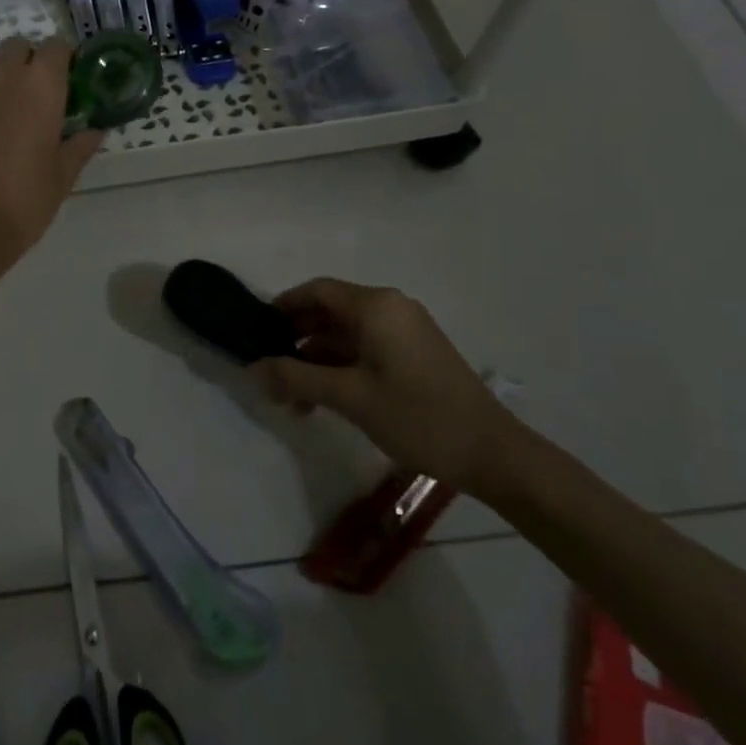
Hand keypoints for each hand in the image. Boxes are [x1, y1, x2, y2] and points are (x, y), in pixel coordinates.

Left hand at [0, 38, 100, 281]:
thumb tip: (95, 130)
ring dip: (11, 82)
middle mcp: (4, 82)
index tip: (76, 80)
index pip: (55, 47)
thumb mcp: (62, 176)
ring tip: (26, 119)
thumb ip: (80, 146)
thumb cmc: (24, 201)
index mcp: (39, 88)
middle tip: (49, 95)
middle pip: (18, 48)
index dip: (66, 58)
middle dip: (34, 61)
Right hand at [255, 278, 518, 491]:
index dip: (283, 307)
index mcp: (376, 307)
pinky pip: (366, 351)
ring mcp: (405, 332)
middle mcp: (391, 309)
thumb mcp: (349, 397)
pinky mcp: (414, 355)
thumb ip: (297, 379)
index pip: (317, 291)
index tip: (256, 332)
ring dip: (316, 362)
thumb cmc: (417, 416)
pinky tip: (322, 402)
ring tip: (291, 400)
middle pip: (330, 313)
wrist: (491, 453)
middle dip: (296, 340)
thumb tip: (254, 369)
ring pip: (346, 336)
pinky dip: (340, 369)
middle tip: (269, 370)